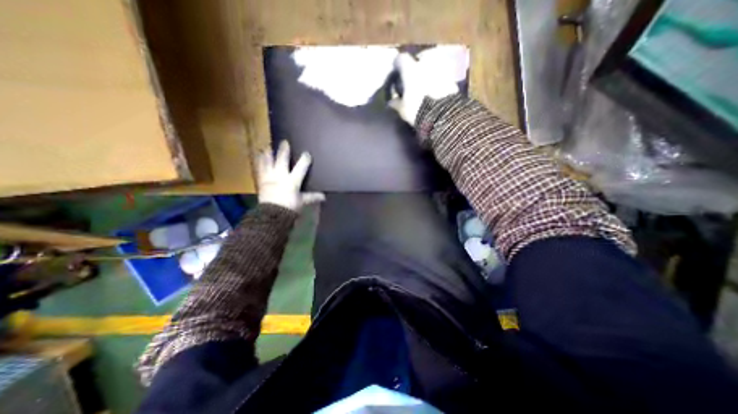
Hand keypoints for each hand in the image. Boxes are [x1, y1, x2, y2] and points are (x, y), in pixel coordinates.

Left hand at [257, 140, 322, 211]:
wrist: (271, 215)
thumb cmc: (289, 207)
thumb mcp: (302, 202)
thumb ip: (312, 197)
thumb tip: (324, 197)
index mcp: (292, 181)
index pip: (300, 167)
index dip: (305, 159)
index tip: (307, 153)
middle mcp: (280, 175)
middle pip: (282, 160)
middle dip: (284, 150)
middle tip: (284, 142)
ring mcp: (269, 177)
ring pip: (268, 162)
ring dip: (268, 153)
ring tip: (267, 146)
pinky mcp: (261, 181)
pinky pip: (259, 169)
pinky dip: (259, 162)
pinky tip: (257, 156)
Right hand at [389, 47, 461, 124]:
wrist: (442, 115)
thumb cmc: (417, 109)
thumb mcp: (402, 109)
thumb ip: (396, 103)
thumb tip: (391, 101)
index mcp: (411, 69)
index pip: (401, 58)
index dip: (398, 65)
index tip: (396, 72)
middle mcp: (425, 63)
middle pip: (419, 58)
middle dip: (416, 66)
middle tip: (413, 78)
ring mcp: (440, 68)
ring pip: (432, 65)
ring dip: (428, 71)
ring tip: (426, 84)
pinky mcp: (451, 77)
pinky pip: (442, 74)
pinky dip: (438, 79)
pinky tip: (436, 90)